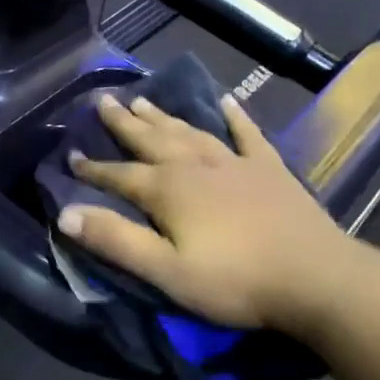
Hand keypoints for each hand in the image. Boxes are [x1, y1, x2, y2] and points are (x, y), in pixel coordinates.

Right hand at [58, 93, 351, 332]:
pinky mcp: (270, 169)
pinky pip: (248, 134)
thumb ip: (116, 240)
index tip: (70, 156)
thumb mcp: (166, 271)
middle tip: (103, 100)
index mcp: (168, 190)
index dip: (93, 169)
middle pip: (152, 140)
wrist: (315, 277)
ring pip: (191, 131)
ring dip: (164, 116)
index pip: (119, 176)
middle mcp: (196, 166)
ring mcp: (236, 163)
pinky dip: (235, 116)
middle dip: (124, 123)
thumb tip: (65, 214)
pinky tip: (227, 100)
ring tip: (143, 98)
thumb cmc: (234, 281)